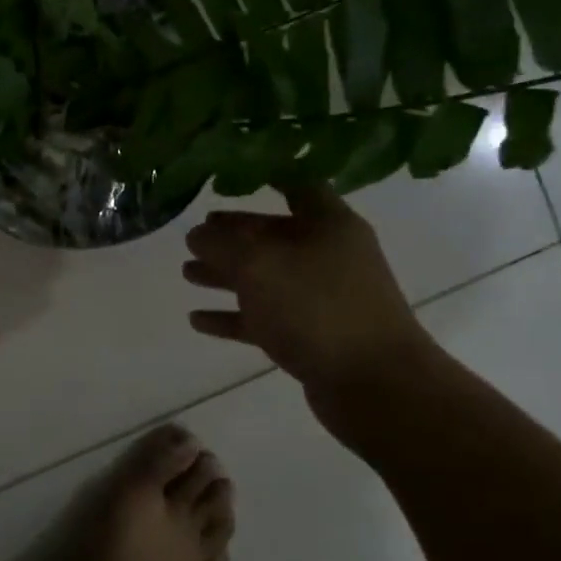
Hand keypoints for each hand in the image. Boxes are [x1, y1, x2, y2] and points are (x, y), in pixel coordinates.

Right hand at [183, 184, 437, 401]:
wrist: (374, 383)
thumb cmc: (317, 307)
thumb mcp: (259, 264)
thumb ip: (221, 244)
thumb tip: (198, 234)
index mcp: (328, 224)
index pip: (298, 186)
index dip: (267, 176)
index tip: (230, 177)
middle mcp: (328, 255)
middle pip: (274, 235)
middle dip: (233, 234)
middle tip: (195, 234)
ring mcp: (321, 298)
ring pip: (265, 278)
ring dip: (226, 274)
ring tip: (186, 273)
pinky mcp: (312, 336)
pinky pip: (264, 318)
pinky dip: (233, 317)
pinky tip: (198, 319)